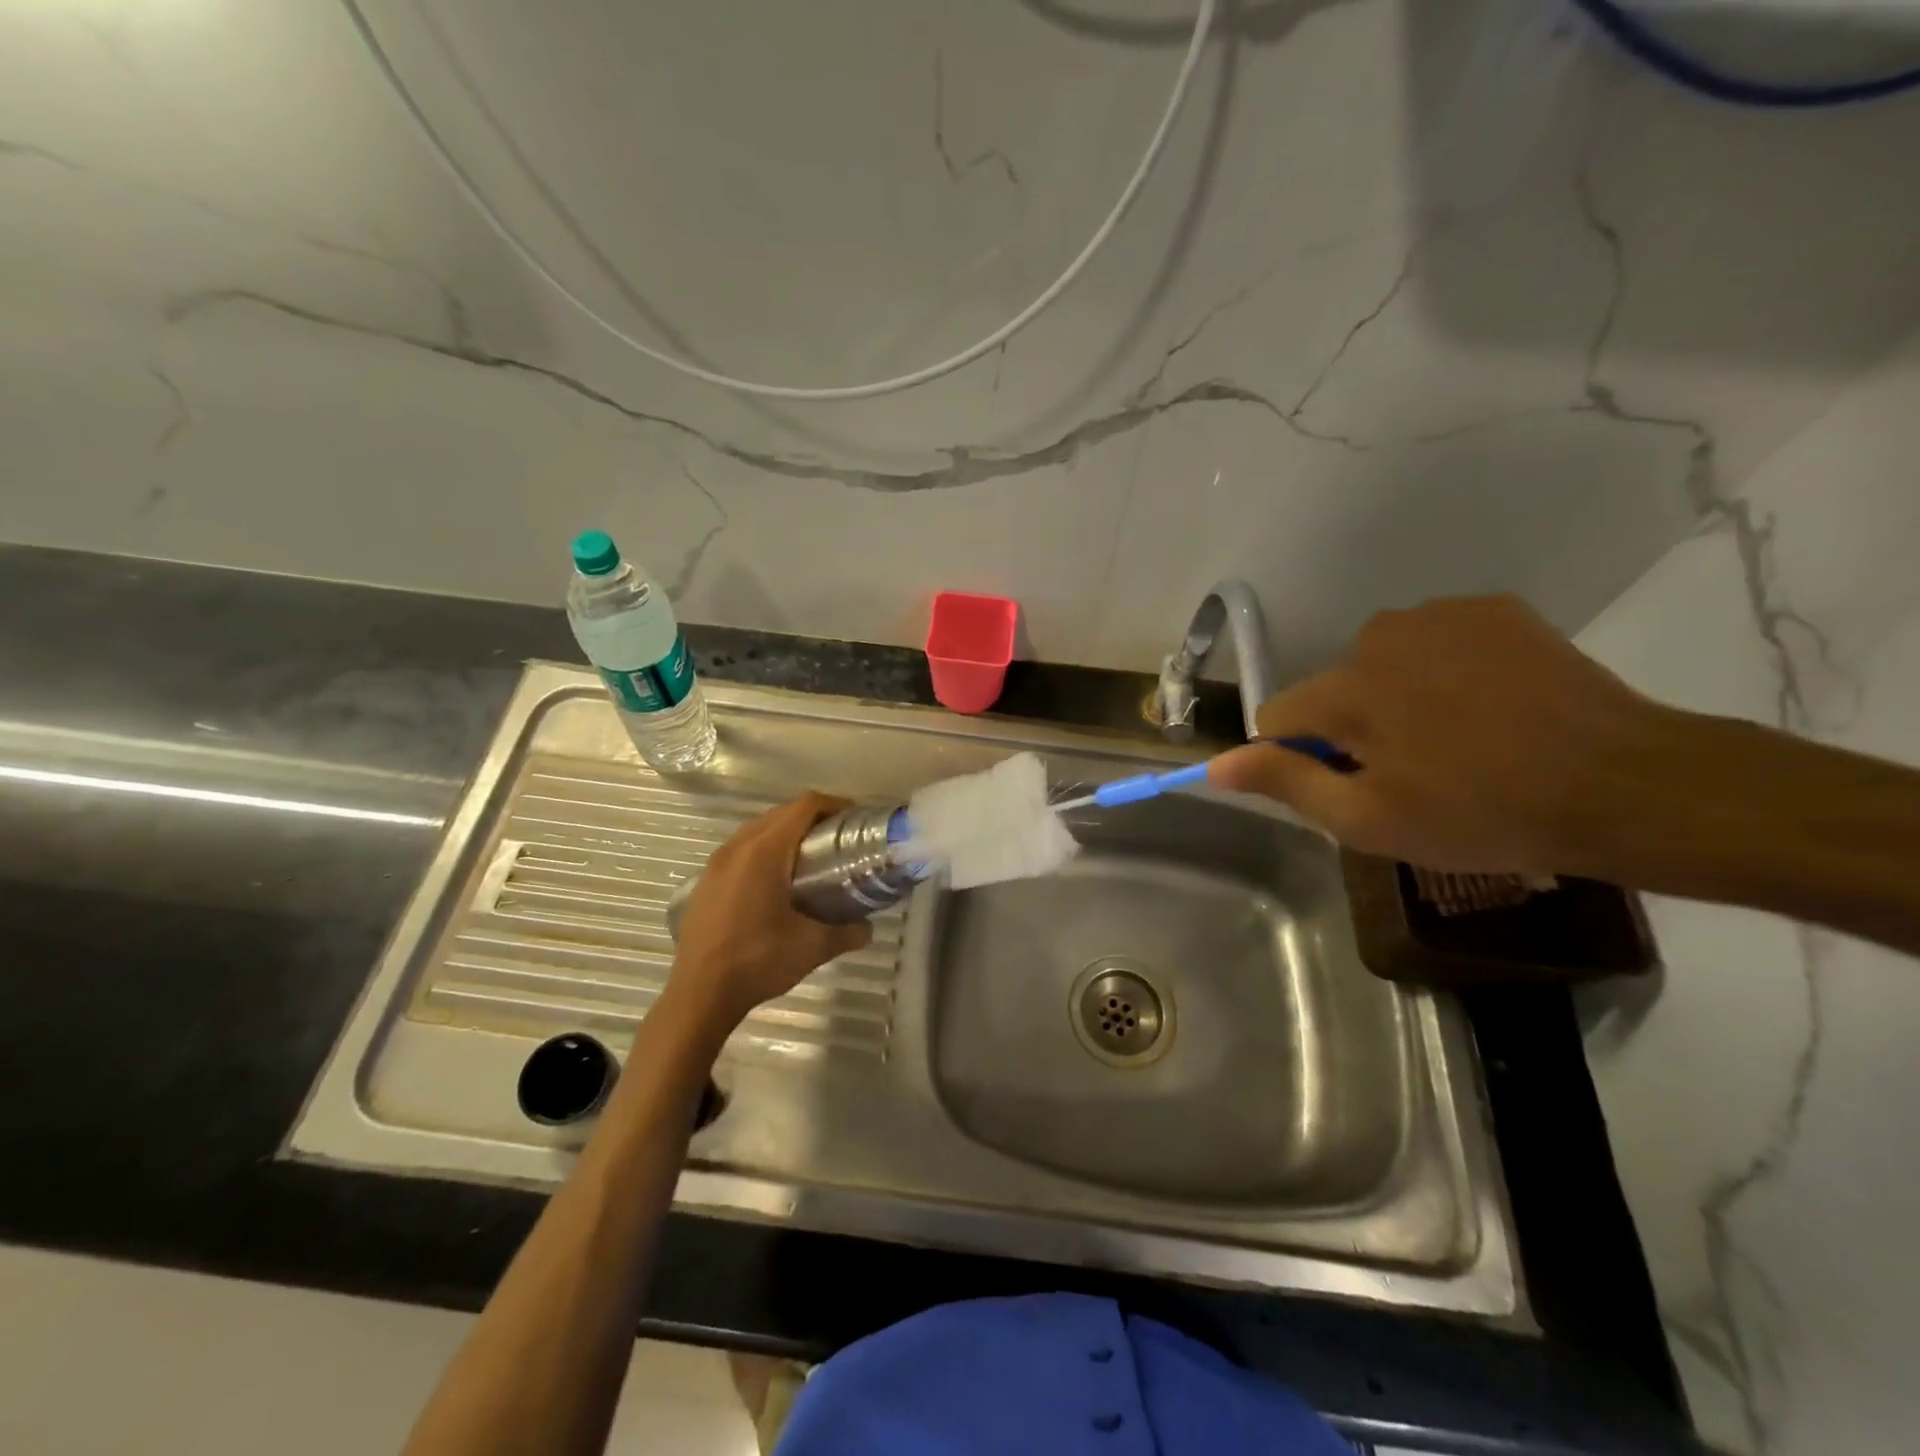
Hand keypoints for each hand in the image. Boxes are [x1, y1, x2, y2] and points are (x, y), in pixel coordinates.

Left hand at [668, 793, 872, 1030]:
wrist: (699, 995)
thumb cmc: (758, 961)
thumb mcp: (812, 947)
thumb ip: (846, 933)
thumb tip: (868, 929)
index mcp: (765, 852)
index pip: (804, 806)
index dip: (833, 804)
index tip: (854, 817)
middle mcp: (738, 847)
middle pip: (780, 813)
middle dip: (811, 818)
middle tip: (837, 839)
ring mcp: (716, 864)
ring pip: (756, 830)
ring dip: (784, 834)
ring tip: (809, 858)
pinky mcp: (705, 882)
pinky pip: (740, 850)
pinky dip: (762, 852)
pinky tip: (775, 883)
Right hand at [1208, 595, 1668, 875]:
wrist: (1629, 785)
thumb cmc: (1484, 813)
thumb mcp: (1368, 819)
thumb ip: (1285, 782)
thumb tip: (1215, 764)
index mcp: (1345, 687)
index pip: (1278, 718)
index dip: (1302, 759)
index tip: (1351, 787)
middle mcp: (1379, 634)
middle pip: (1331, 689)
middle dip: (1352, 728)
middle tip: (1412, 775)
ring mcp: (1441, 614)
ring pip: (1380, 664)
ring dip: (1396, 699)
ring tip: (1457, 741)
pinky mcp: (1492, 608)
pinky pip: (1433, 643)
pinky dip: (1443, 671)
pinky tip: (1490, 705)